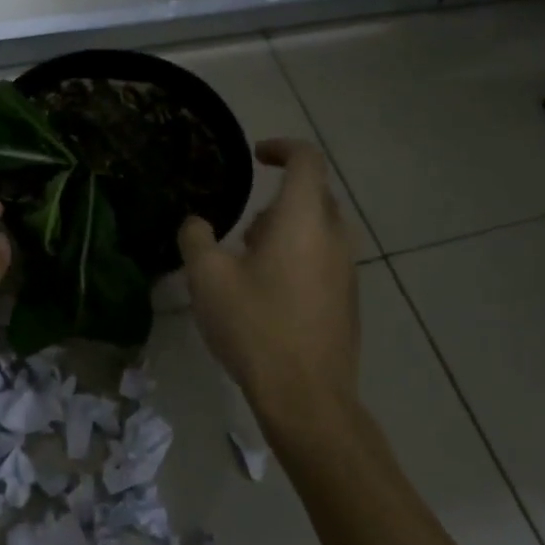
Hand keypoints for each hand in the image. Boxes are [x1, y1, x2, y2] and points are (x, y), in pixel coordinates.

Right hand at [178, 138, 359, 431]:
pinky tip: (270, 294)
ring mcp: (347, 271)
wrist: (306, 396)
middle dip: (279, 198)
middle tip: (244, 225)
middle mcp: (334, 237)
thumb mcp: (207, 278)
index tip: (256, 156)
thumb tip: (197, 223)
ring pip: (321, 229)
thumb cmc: (255, 326)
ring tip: (251, 262)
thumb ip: (196, 239)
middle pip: (315, 194)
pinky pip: (325, 259)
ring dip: (288, 230)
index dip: (281, 148)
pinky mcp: (348, 301)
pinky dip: (300, 257)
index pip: (307, 160)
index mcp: (303, 220)